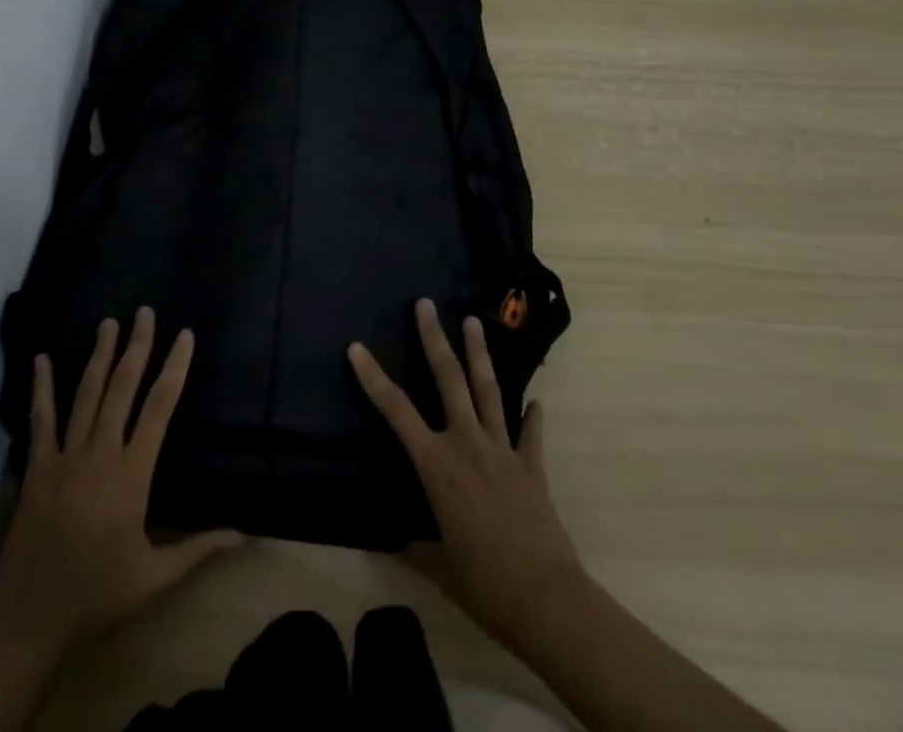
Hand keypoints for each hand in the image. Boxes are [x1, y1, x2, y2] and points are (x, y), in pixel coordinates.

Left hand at [0, 308, 241, 655]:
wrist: (30, 624)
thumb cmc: (98, 596)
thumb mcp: (155, 577)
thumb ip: (198, 548)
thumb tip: (243, 535)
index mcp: (133, 474)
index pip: (160, 407)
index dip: (174, 367)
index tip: (184, 336)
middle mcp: (101, 454)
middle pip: (122, 388)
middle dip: (136, 346)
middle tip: (144, 312)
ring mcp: (65, 458)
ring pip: (86, 394)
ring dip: (99, 355)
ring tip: (109, 322)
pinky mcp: (37, 469)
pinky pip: (41, 420)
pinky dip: (42, 388)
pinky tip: (41, 359)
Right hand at [348, 299, 586, 650]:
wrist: (545, 599)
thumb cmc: (483, 583)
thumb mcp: (439, 567)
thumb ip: (417, 547)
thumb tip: (398, 542)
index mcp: (437, 465)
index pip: (396, 411)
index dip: (374, 378)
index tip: (357, 347)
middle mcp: (467, 444)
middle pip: (449, 379)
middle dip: (435, 339)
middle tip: (426, 304)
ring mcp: (503, 450)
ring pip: (489, 390)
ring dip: (479, 354)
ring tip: (474, 321)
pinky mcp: (531, 465)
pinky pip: (530, 432)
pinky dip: (532, 415)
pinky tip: (536, 401)